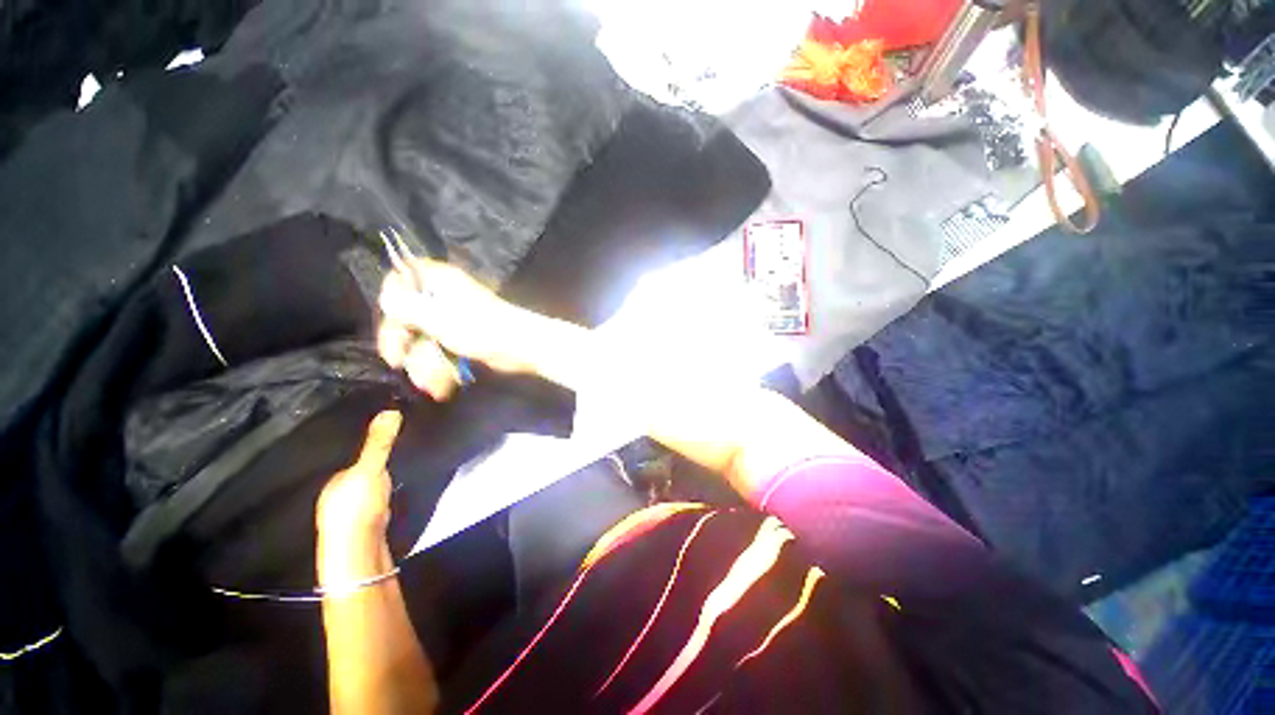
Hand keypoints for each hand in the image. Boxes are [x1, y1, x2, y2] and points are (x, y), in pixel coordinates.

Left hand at [316, 410, 401, 536]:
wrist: (361, 551)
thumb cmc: (357, 507)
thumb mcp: (370, 469)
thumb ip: (379, 443)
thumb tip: (391, 410)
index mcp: (333, 481)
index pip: (349, 456)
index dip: (367, 444)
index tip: (389, 431)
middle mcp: (338, 496)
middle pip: (359, 472)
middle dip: (376, 461)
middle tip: (401, 444)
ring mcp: (353, 513)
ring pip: (369, 487)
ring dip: (383, 478)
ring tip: (404, 462)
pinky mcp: (369, 525)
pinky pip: (379, 500)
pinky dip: (388, 493)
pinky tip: (398, 489)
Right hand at [378, 258, 532, 399]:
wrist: (521, 346)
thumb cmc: (481, 328)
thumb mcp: (437, 317)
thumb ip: (406, 307)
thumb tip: (386, 298)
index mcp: (438, 281)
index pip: (400, 279)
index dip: (391, 301)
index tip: (391, 323)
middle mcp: (442, 297)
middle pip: (406, 316)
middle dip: (403, 343)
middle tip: (398, 362)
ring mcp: (452, 320)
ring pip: (422, 340)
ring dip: (423, 364)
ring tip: (432, 383)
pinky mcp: (462, 339)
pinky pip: (439, 352)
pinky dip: (439, 369)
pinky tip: (443, 386)